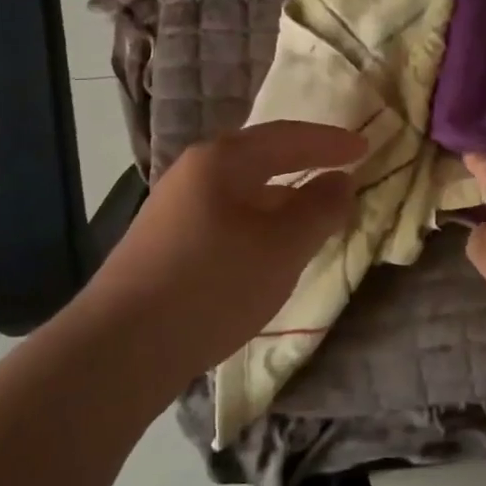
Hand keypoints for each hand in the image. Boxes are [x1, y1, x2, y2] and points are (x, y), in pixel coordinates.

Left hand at [88, 121, 366, 374]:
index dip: (329, 142)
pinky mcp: (165, 243)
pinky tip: (267, 248)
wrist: (120, 349)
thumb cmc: (212, 285)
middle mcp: (193, 174)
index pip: (286, 137)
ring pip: (242, 190)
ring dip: (281, 196)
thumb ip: (319, 210)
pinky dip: (258, 221)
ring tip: (312, 211)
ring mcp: (174, 209)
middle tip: (341, 169)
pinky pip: (226, 216)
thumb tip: (341, 181)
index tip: (365, 147)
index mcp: (222, 161)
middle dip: (303, 163)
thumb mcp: (281, 248)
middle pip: (260, 157)